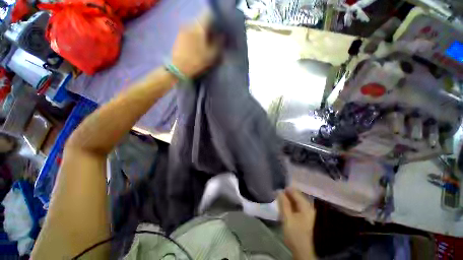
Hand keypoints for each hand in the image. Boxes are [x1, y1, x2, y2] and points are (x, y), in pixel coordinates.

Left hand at [171, 14, 219, 77]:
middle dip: (208, 28)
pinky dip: (194, 36)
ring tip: (203, 44)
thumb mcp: (211, 55)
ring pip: (195, 27)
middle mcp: (190, 24)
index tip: (218, 32)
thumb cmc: (197, 62)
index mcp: (199, 27)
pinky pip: (189, 32)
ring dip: (200, 33)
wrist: (179, 68)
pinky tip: (195, 46)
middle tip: (212, 39)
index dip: (215, 23)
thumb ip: (218, 44)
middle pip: (201, 21)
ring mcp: (183, 30)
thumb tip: (222, 36)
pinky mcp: (178, 36)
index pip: (208, 16)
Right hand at [278, 187, 316, 259]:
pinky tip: (283, 205)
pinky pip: (295, 205)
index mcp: (306, 206)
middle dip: (286, 193)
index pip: (295, 192)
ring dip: (287, 199)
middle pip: (296, 195)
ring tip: (278, 198)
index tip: (277, 188)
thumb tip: (279, 191)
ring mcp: (306, 211)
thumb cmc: (294, 233)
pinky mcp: (303, 215)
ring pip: (295, 200)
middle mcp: (307, 207)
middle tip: (276, 193)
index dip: (286, 189)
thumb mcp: (287, 217)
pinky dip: (289, 204)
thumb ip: (284, 203)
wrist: (300, 249)